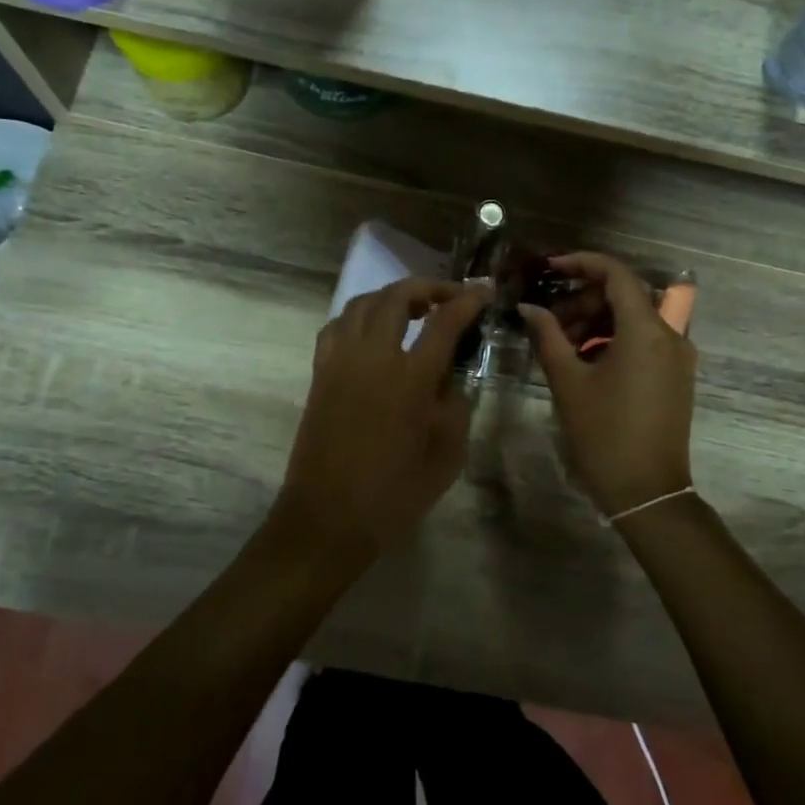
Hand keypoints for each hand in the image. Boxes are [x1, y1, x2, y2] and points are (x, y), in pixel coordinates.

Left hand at [272, 279, 487, 563]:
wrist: (328, 517)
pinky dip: (359, 316)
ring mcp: (340, 361)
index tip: (484, 292)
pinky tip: (373, 332)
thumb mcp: (447, 455)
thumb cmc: (394, 493)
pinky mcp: (319, 373)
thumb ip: (455, 406)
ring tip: (413, 309)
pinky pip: (337, 325)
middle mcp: (372, 358)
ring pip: (362, 303)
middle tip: (450, 297)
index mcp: (410, 379)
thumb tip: (449, 377)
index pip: (444, 321)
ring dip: (391, 296)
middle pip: (397, 297)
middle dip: (428, 287)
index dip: (468, 300)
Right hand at [518, 253, 696, 517]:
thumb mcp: (568, 382)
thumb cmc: (604, 434)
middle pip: (626, 294)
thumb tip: (529, 308)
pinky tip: (586, 359)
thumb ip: (548, 337)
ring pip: (636, 317)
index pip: (617, 274)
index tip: (550, 269)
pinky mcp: (676, 375)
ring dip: (598, 319)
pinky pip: (646, 339)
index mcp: (646, 330)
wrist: (646, 491)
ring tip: (562, 343)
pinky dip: (615, 338)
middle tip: (551, 320)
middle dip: (586, 298)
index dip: (582, 263)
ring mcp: (678, 356)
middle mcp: (670, 334)